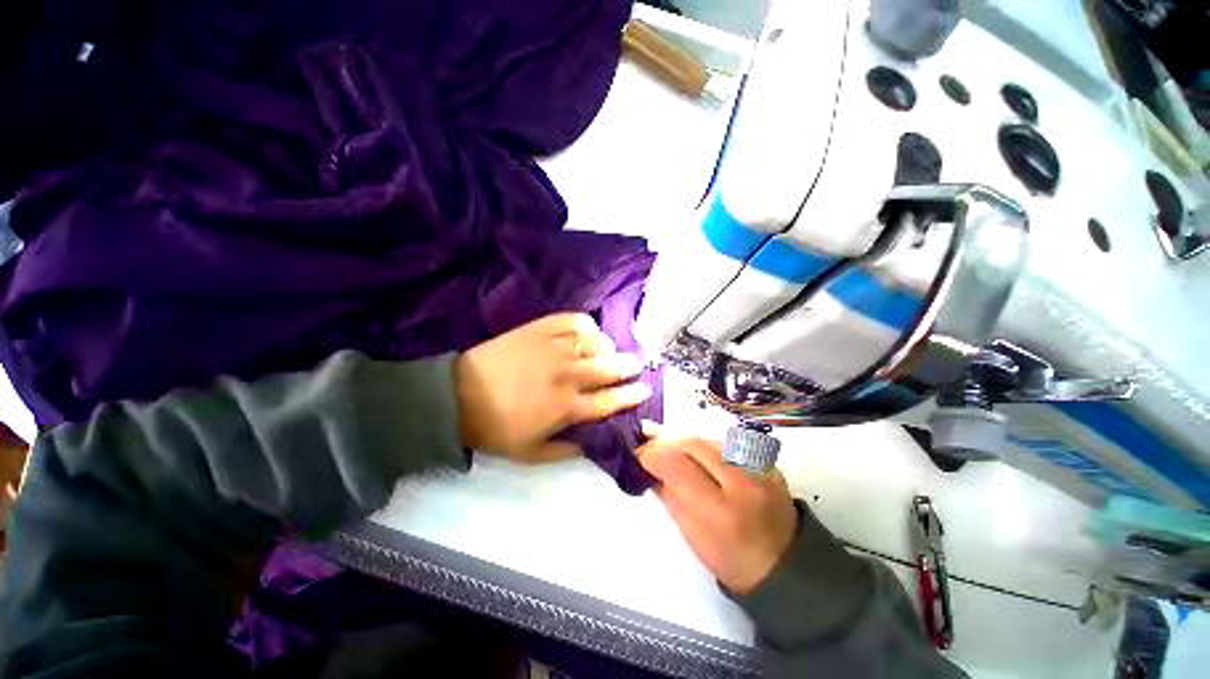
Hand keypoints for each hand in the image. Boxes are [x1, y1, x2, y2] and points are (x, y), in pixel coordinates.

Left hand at [456, 313, 651, 463]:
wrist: (459, 396)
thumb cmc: (496, 428)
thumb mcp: (532, 454)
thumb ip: (567, 450)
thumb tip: (593, 442)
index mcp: (567, 407)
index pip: (610, 401)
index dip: (631, 396)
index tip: (645, 390)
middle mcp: (567, 375)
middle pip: (609, 368)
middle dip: (628, 366)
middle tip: (637, 364)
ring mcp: (554, 349)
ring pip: (594, 343)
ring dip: (608, 347)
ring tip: (608, 349)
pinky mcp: (539, 330)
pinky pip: (572, 321)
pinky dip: (585, 325)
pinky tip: (586, 331)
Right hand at [637, 433, 797, 593]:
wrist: (786, 564)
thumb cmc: (732, 559)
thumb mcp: (693, 535)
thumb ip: (670, 496)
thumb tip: (650, 467)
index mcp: (721, 511)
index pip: (677, 466)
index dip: (653, 454)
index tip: (638, 454)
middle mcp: (742, 481)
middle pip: (693, 444)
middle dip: (665, 440)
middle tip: (647, 441)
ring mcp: (759, 468)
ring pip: (708, 439)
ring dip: (683, 440)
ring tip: (667, 443)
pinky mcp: (766, 461)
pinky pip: (726, 443)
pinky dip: (704, 444)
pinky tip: (693, 450)